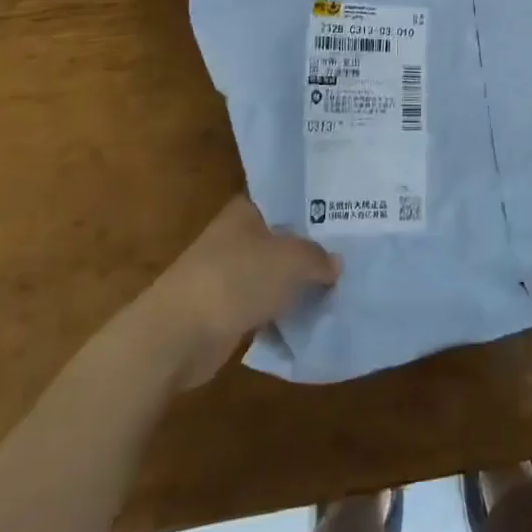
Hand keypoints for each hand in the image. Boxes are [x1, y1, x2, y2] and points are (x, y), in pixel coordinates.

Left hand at [96, 196, 340, 393]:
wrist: (177, 335)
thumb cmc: (235, 280)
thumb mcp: (291, 259)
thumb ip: (318, 257)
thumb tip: (335, 264)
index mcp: (247, 210)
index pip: (287, 196)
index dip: (316, 202)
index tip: (347, 209)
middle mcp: (237, 236)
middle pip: (284, 235)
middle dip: (313, 244)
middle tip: (354, 247)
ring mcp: (230, 273)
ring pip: (276, 271)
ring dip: (300, 280)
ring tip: (342, 281)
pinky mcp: (227, 309)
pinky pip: (266, 302)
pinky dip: (285, 308)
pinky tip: (314, 313)